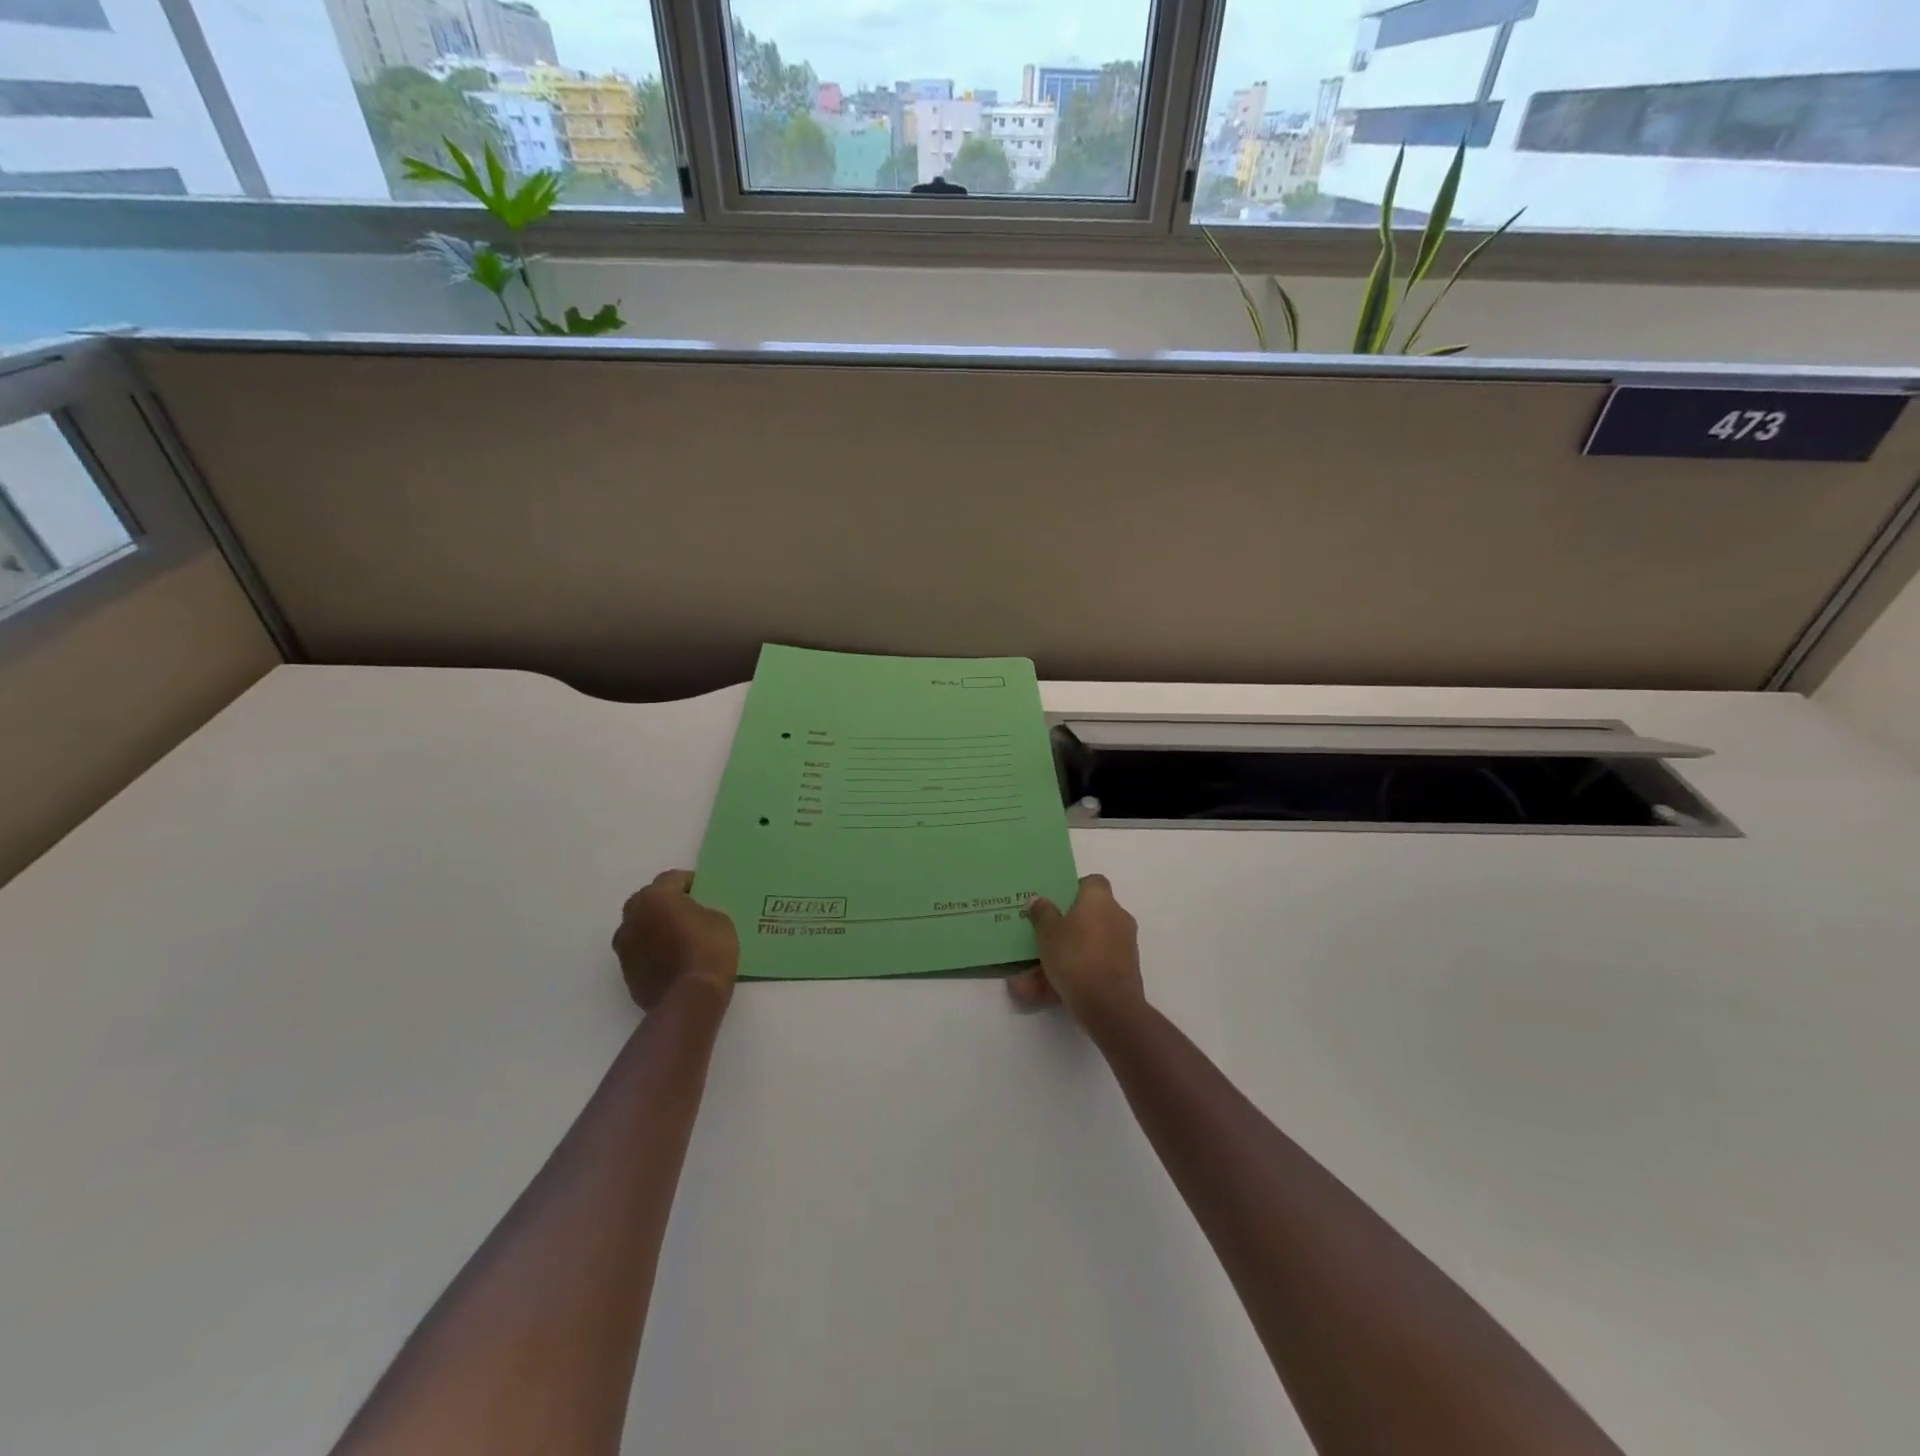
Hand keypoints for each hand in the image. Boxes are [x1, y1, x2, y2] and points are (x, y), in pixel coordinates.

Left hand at [613, 870, 739, 1012]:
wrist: (690, 999)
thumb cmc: (709, 950)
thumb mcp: (719, 919)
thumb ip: (701, 910)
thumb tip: (692, 916)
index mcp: (655, 897)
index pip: (673, 878)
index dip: (692, 883)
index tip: (706, 892)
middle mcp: (632, 916)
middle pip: (651, 901)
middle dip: (668, 904)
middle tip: (691, 913)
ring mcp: (625, 946)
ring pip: (642, 927)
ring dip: (657, 928)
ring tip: (680, 940)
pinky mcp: (625, 971)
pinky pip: (641, 951)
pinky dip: (654, 951)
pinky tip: (674, 960)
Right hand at [1007, 874, 1145, 1032]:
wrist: (1109, 1006)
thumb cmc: (1075, 957)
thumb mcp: (1047, 932)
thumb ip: (1042, 913)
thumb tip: (1038, 899)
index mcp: (1100, 900)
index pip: (1092, 882)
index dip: (1073, 889)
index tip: (1055, 904)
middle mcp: (1117, 917)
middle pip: (1089, 916)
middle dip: (1065, 928)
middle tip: (1041, 938)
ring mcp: (1124, 946)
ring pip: (1087, 946)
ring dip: (1063, 957)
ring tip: (1031, 978)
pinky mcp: (1124, 972)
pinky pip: (1093, 966)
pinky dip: (1074, 975)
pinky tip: (1048, 992)